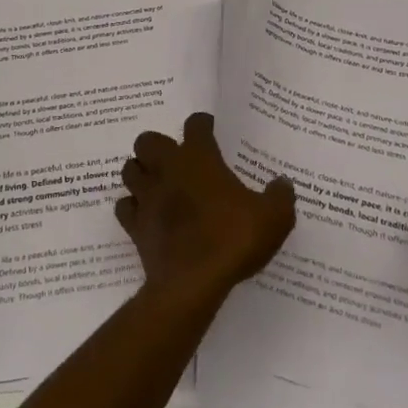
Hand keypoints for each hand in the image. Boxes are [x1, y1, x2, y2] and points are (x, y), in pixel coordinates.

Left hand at [117, 113, 294, 304]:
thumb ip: (280, 196)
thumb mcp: (274, 218)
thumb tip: (283, 183)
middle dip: (158, 145)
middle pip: (148, 140)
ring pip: (130, 169)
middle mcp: (167, 169)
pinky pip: (125, 206)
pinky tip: (146, 214)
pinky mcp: (135, 225)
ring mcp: (147, 196)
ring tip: (157, 182)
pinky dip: (132, 206)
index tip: (210, 129)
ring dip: (140, 172)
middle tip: (176, 160)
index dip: (203, 124)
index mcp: (199, 158)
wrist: (193, 282)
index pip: (196, 125)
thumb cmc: (233, 239)